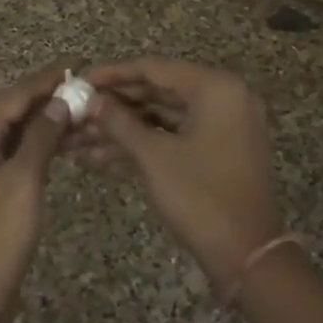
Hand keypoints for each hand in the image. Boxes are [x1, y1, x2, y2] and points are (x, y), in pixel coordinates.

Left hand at [0, 64, 72, 317]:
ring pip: (19, 131)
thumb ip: (42, 136)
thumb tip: (62, 101)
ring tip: (89, 114)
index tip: (80, 66)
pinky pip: (18, 152)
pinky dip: (42, 146)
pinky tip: (69, 142)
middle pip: (16, 108)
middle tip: (91, 91)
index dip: (48, 80)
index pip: (16, 94)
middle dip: (52, 99)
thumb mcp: (24, 180)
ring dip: (50, 123)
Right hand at [81, 59, 285, 294]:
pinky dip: (142, 144)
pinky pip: (173, 137)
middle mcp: (222, 99)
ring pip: (162, 117)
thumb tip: (89, 100)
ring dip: (122, 128)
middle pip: (158, 91)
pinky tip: (100, 157)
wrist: (247, 254)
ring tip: (79, 137)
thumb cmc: (201, 196)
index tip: (79, 80)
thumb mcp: (154, 156)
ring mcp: (221, 127)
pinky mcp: (215, 152)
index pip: (154, 69)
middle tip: (76, 109)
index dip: (113, 74)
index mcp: (215, 89)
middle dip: (114, 105)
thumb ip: (119, 122)